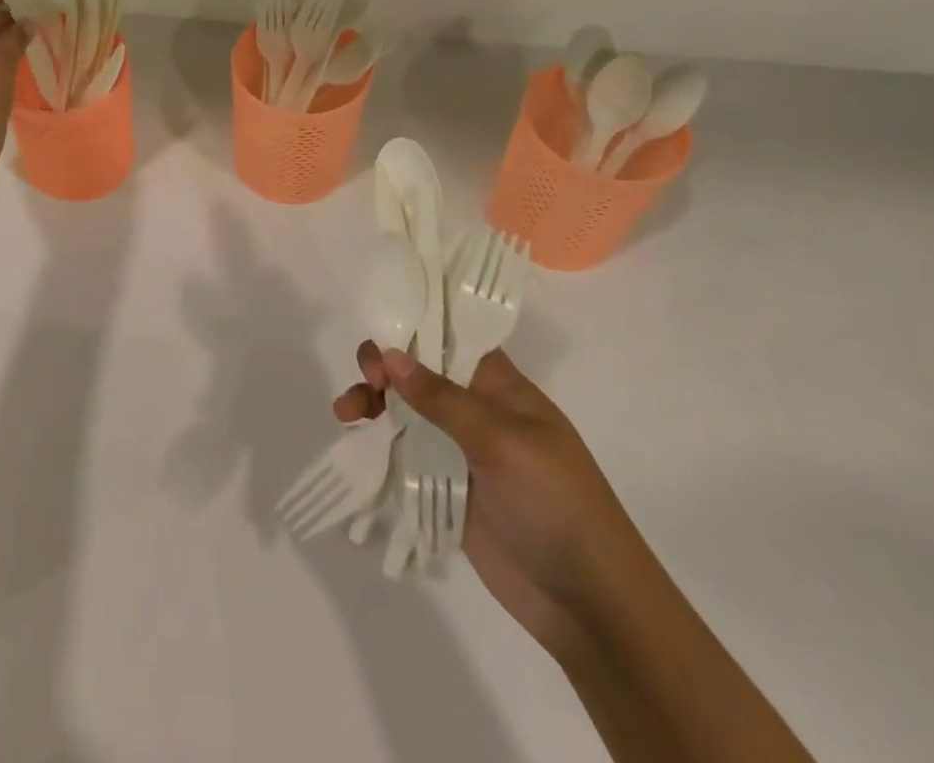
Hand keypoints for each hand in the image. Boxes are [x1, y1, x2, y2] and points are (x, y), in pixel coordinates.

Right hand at [334, 343, 646, 659]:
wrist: (588, 605)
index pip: (452, 338)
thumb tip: (391, 355)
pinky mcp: (444, 487)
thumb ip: (443, 399)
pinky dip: (376, 443)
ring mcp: (459, 451)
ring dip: (372, 403)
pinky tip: (354, 441)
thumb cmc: (557, 505)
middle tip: (367, 380)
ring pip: (404, 411)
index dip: (414, 328)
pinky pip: (402, 454)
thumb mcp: (503, 442)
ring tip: (344, 412)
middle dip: (385, 367)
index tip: (380, 334)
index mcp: (501, 388)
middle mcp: (477, 411)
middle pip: (419, 372)